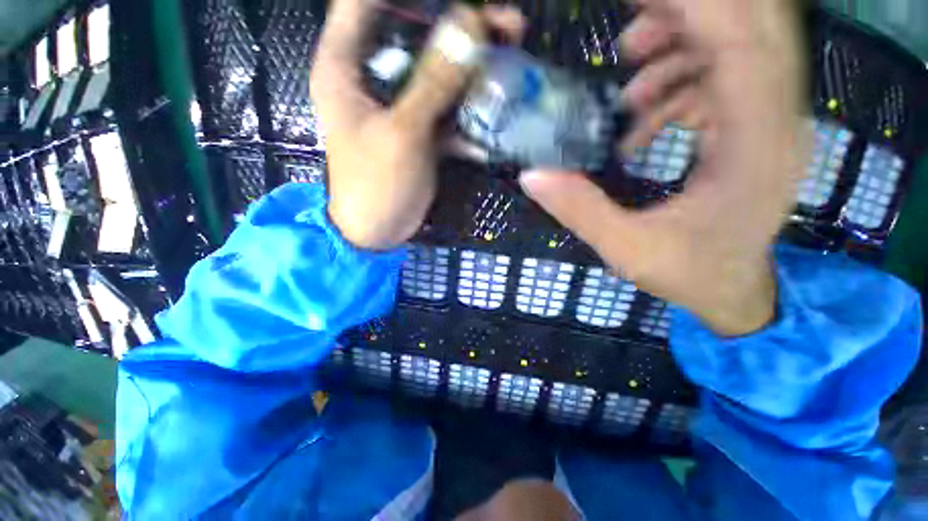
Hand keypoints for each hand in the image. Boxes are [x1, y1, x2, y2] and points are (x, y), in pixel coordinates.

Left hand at [311, 0, 524, 249]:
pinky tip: (494, 113)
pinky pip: (446, 107)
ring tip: (510, 55)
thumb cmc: (376, 184)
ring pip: (436, 71)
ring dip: (471, 67)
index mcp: (346, 66)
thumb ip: (433, 82)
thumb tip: (470, 27)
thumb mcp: (401, 133)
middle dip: (457, 26)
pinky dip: (469, 108)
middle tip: (504, 25)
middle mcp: (372, 78)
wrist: (378, 230)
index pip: (365, 2)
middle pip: (413, 32)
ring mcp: (400, 105)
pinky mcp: (419, 129)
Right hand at [519, 0, 809, 335]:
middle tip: (626, 39)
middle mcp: (776, 119)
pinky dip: (680, 85)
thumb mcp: (627, 250)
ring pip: (736, 46)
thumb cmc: (691, 275)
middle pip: (749, 28)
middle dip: (684, 17)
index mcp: (755, 146)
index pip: (737, 44)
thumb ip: (580, 211)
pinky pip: (723, 78)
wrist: (736, 290)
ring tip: (628, 94)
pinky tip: (644, 123)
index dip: (690, 9)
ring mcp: (770, 120)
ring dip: (678, 51)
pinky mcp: (755, 126)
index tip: (635, 3)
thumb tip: (531, 176)